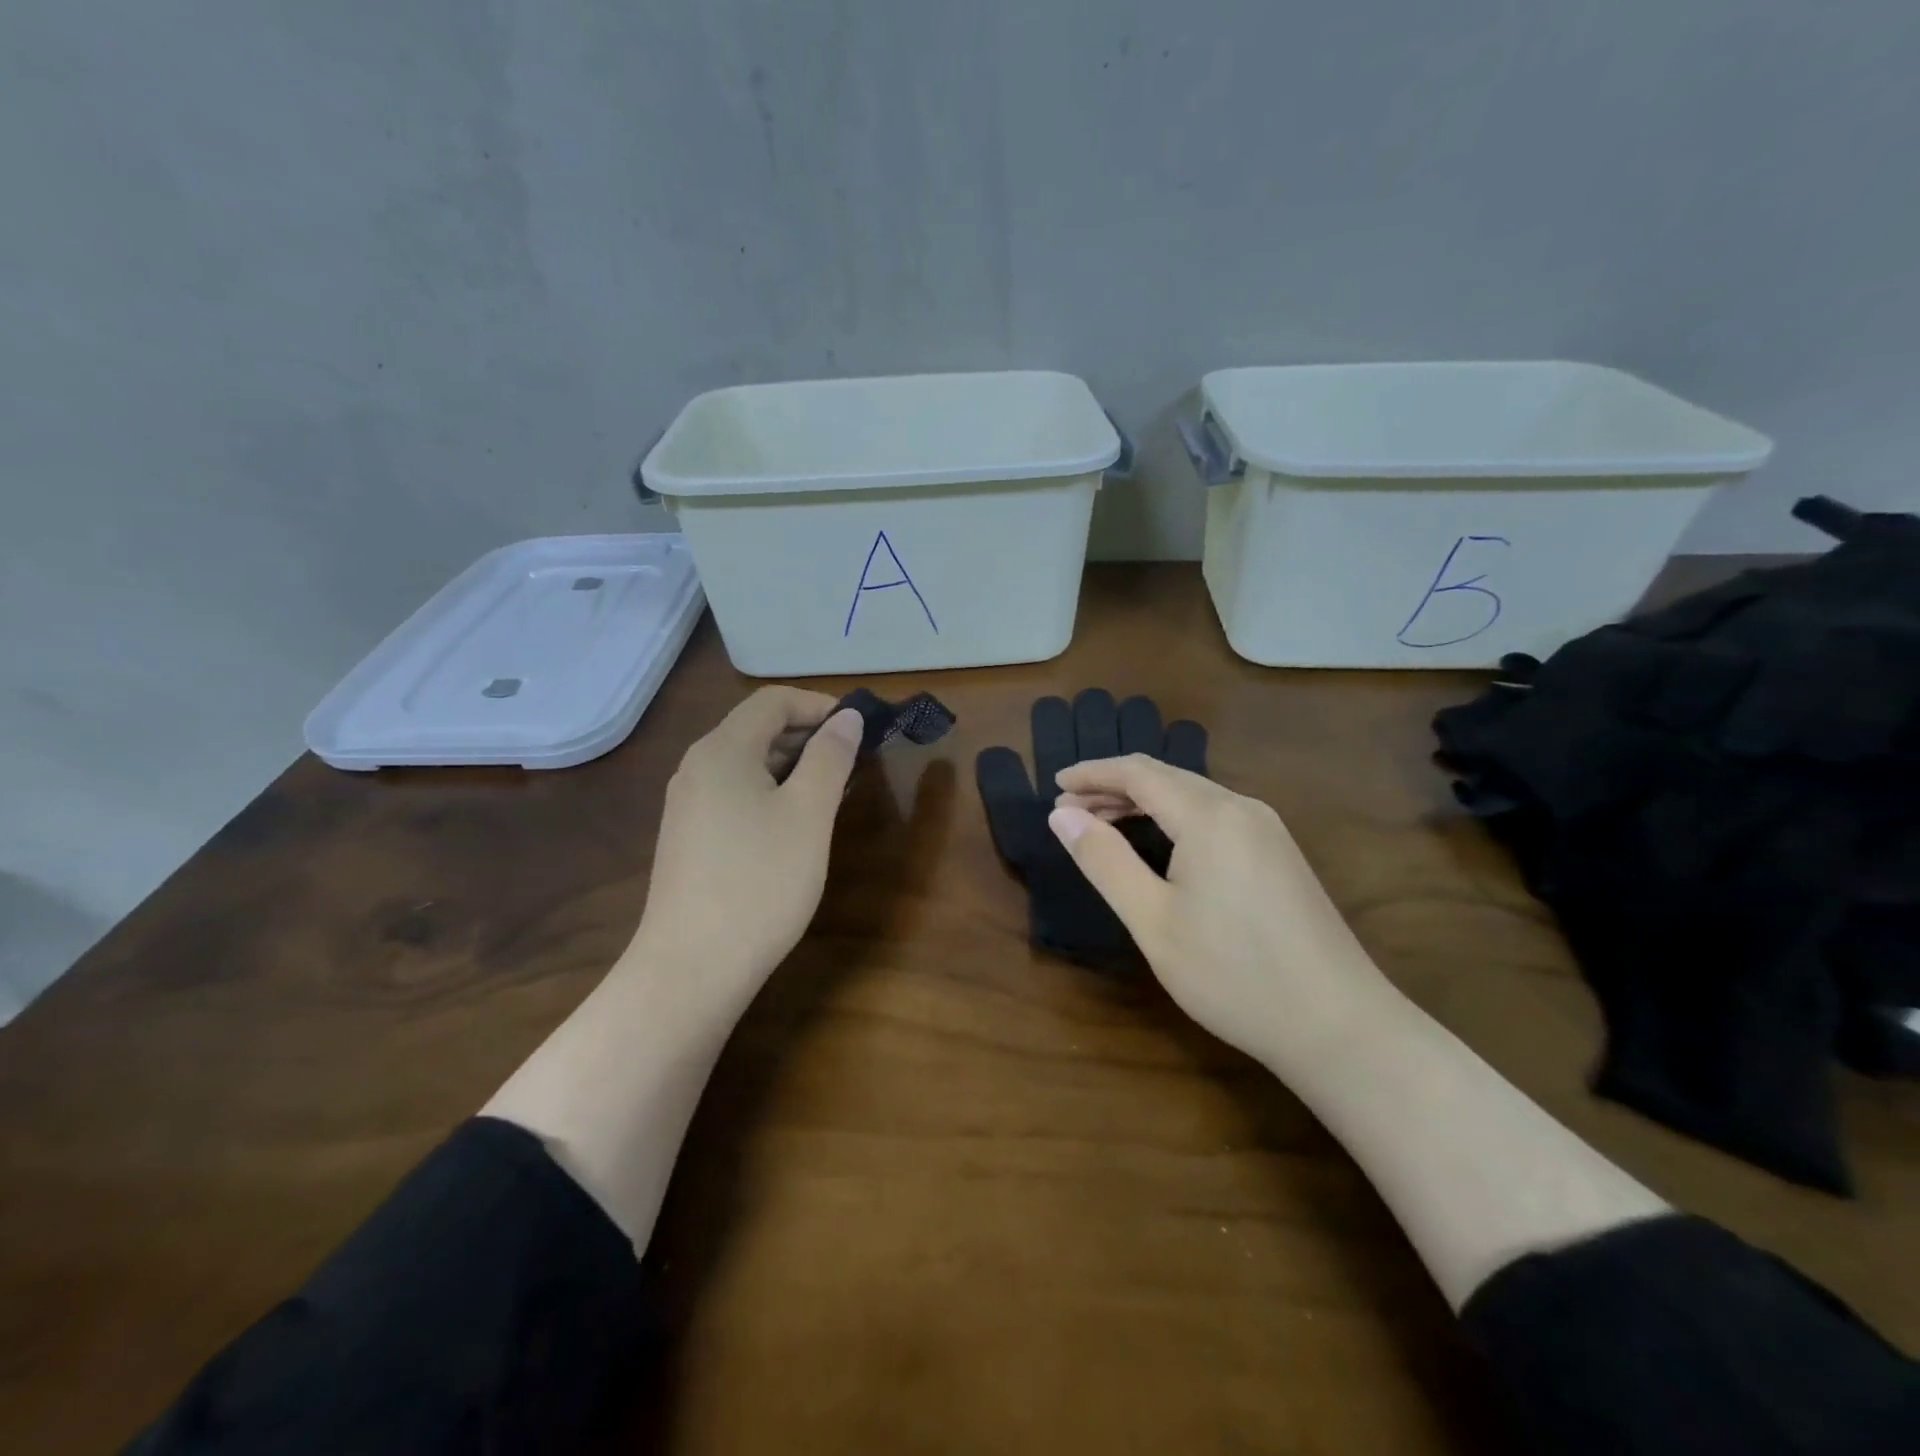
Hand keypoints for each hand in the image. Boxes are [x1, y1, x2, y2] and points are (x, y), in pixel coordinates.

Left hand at [625, 687, 863, 1013]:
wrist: (691, 968)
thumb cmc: (760, 882)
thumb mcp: (809, 814)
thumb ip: (830, 757)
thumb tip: (846, 718)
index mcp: (722, 750)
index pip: (773, 701)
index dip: (819, 705)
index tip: (859, 729)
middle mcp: (696, 767)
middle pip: (756, 728)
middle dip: (808, 735)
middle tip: (852, 762)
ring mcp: (686, 804)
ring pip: (746, 764)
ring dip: (791, 766)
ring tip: (831, 793)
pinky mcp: (687, 837)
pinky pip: (734, 794)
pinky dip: (769, 792)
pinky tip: (793, 825)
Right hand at [1048, 755, 1401, 1068]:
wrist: (1339, 1025)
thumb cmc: (1233, 974)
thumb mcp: (1152, 921)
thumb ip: (1104, 861)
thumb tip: (1061, 815)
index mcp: (1210, 815)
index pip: (1138, 772)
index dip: (1092, 774)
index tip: (1054, 786)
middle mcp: (1242, 808)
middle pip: (1166, 777)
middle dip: (1113, 787)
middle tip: (1069, 811)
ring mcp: (1268, 830)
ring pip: (1192, 795)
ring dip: (1143, 802)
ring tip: (1102, 824)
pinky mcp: (1280, 854)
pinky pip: (1215, 816)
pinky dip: (1174, 818)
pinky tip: (1159, 844)